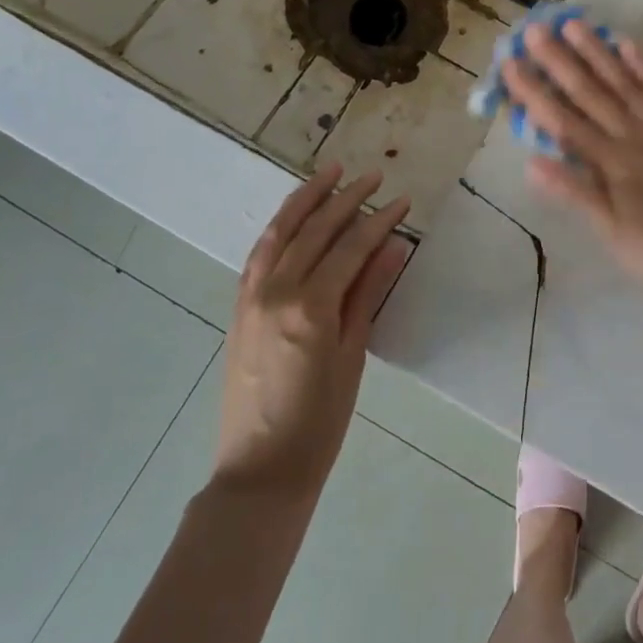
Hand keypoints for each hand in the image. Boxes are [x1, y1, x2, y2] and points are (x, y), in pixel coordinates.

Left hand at [217, 165, 411, 494]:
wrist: (260, 469)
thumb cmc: (320, 422)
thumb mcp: (352, 356)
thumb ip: (368, 294)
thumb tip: (393, 246)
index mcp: (310, 307)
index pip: (350, 247)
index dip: (379, 220)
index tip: (402, 200)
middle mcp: (276, 291)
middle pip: (315, 231)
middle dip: (346, 198)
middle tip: (373, 176)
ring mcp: (251, 297)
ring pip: (280, 232)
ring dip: (306, 199)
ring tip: (329, 172)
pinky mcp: (239, 307)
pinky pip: (259, 254)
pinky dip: (279, 227)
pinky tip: (294, 216)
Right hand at [505, 21, 642, 300]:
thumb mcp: (615, 233)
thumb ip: (576, 193)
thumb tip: (531, 161)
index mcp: (611, 164)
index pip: (563, 122)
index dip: (534, 92)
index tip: (510, 64)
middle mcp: (634, 136)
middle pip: (590, 93)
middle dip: (559, 61)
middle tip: (533, 30)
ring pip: (625, 83)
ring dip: (597, 53)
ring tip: (573, 24)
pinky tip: (626, 43)